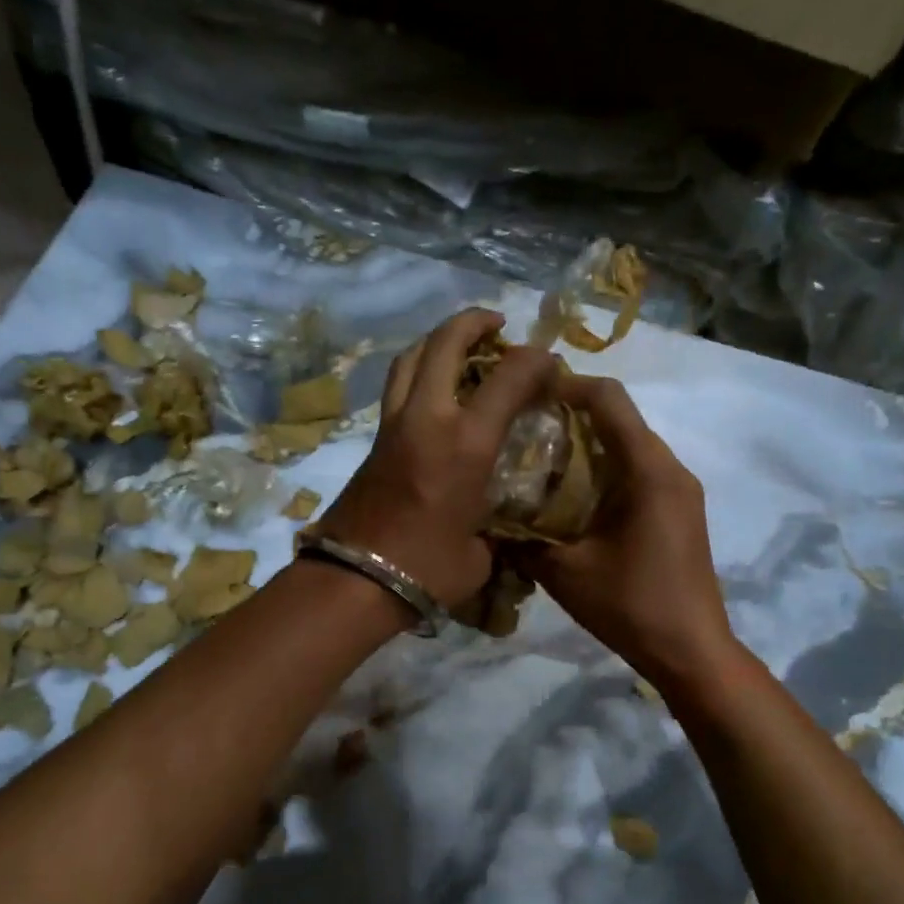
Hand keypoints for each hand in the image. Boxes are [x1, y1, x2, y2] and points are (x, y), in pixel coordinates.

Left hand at [318, 308, 554, 608]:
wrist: (353, 580)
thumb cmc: (426, 570)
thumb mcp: (480, 552)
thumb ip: (495, 526)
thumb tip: (496, 523)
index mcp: (465, 443)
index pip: (509, 376)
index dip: (536, 360)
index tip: (550, 365)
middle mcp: (427, 418)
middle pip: (445, 343)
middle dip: (474, 322)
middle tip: (496, 325)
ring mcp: (394, 425)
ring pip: (411, 357)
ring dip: (438, 340)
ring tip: (460, 346)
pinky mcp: (374, 439)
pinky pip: (398, 386)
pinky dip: (419, 370)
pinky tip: (436, 389)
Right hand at [516, 375, 739, 689]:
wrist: (691, 652)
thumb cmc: (630, 606)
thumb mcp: (563, 572)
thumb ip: (522, 539)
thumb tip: (484, 519)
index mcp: (649, 471)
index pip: (609, 399)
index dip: (566, 385)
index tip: (525, 394)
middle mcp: (671, 469)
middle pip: (620, 417)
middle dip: (571, 414)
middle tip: (522, 429)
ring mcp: (680, 489)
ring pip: (629, 444)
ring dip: (587, 444)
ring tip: (539, 461)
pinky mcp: (678, 510)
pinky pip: (638, 471)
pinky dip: (603, 469)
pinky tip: (570, 496)